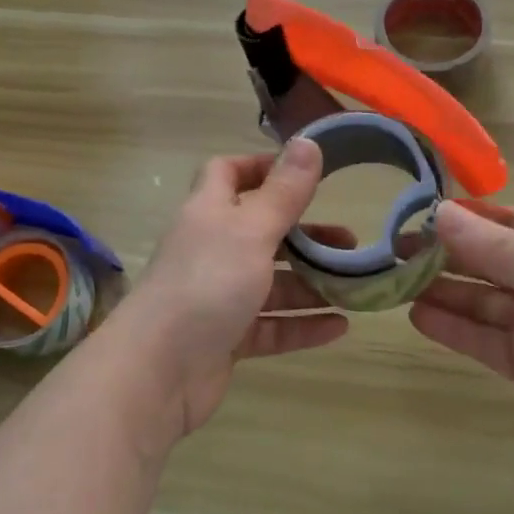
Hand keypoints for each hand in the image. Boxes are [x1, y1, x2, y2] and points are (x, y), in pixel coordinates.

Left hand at [109, 138, 347, 444]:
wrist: (158, 371)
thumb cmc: (206, 284)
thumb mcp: (251, 231)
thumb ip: (284, 192)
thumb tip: (307, 141)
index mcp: (209, 213)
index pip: (228, 174)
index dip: (261, 167)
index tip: (304, 173)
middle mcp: (211, 250)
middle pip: (261, 232)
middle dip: (304, 234)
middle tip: (348, 241)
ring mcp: (217, 296)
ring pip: (270, 283)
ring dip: (311, 283)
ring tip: (355, 286)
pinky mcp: (226, 338)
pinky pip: (271, 326)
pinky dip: (302, 325)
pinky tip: (339, 328)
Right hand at [409, 201, 513, 493]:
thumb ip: (500, 252)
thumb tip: (440, 213)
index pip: (507, 221)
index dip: (464, 216)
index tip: (413, 211)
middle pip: (488, 261)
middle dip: (443, 254)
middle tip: (387, 249)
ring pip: (481, 302)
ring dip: (441, 291)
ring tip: (390, 281)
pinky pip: (485, 342)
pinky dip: (453, 330)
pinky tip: (417, 317)